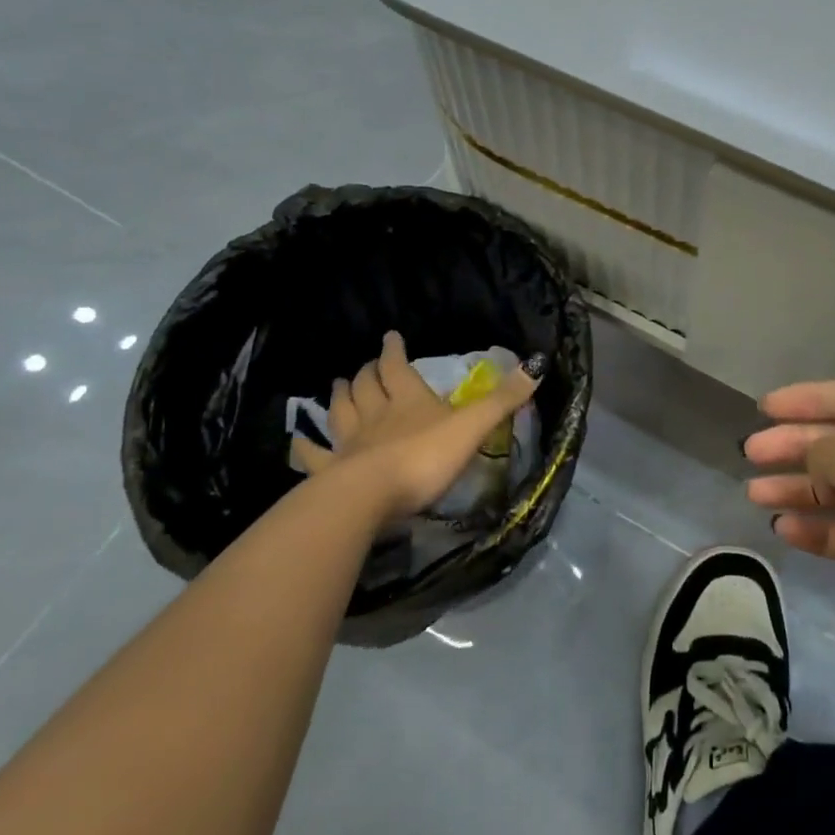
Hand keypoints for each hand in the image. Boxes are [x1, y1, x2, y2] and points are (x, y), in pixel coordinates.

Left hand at [292, 331, 543, 522]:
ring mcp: (348, 443)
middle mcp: (375, 414)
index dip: (393, 350)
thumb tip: (536, 366)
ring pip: (340, 412)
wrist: (369, 498)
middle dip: (366, 372)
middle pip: (365, 386)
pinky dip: (305, 446)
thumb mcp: (472, 427)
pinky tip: (298, 442)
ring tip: (336, 384)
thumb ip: (503, 400)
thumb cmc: (424, 458)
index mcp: (408, 399)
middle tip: (365, 364)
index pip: (397, 366)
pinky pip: (313, 455)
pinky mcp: (330, 472)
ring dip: (338, 396)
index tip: (390, 336)